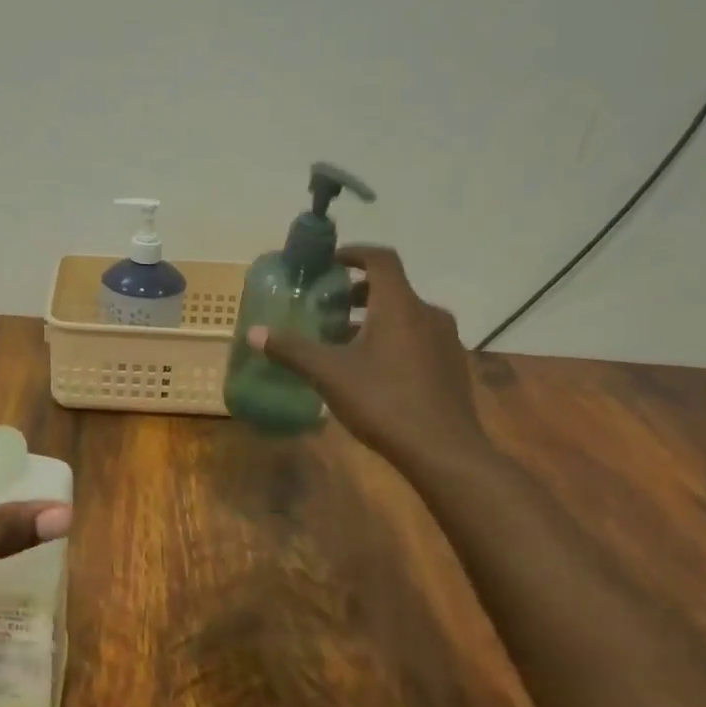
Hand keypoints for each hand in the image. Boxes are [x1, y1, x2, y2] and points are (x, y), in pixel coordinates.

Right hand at [247, 247, 496, 479]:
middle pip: (391, 288)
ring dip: (374, 318)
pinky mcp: (452, 366)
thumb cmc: (384, 402)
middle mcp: (427, 313)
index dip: (354, 253)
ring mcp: (445, 340)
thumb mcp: (329, 374)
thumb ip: (291, 350)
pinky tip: (373, 370)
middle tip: (327, 308)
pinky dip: (393, 339)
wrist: (445, 453)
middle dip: (357, 292)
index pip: (380, 258)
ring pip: (405, 315)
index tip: (329, 263)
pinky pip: (418, 338)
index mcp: (399, 305)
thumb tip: (253, 333)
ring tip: (344, 341)